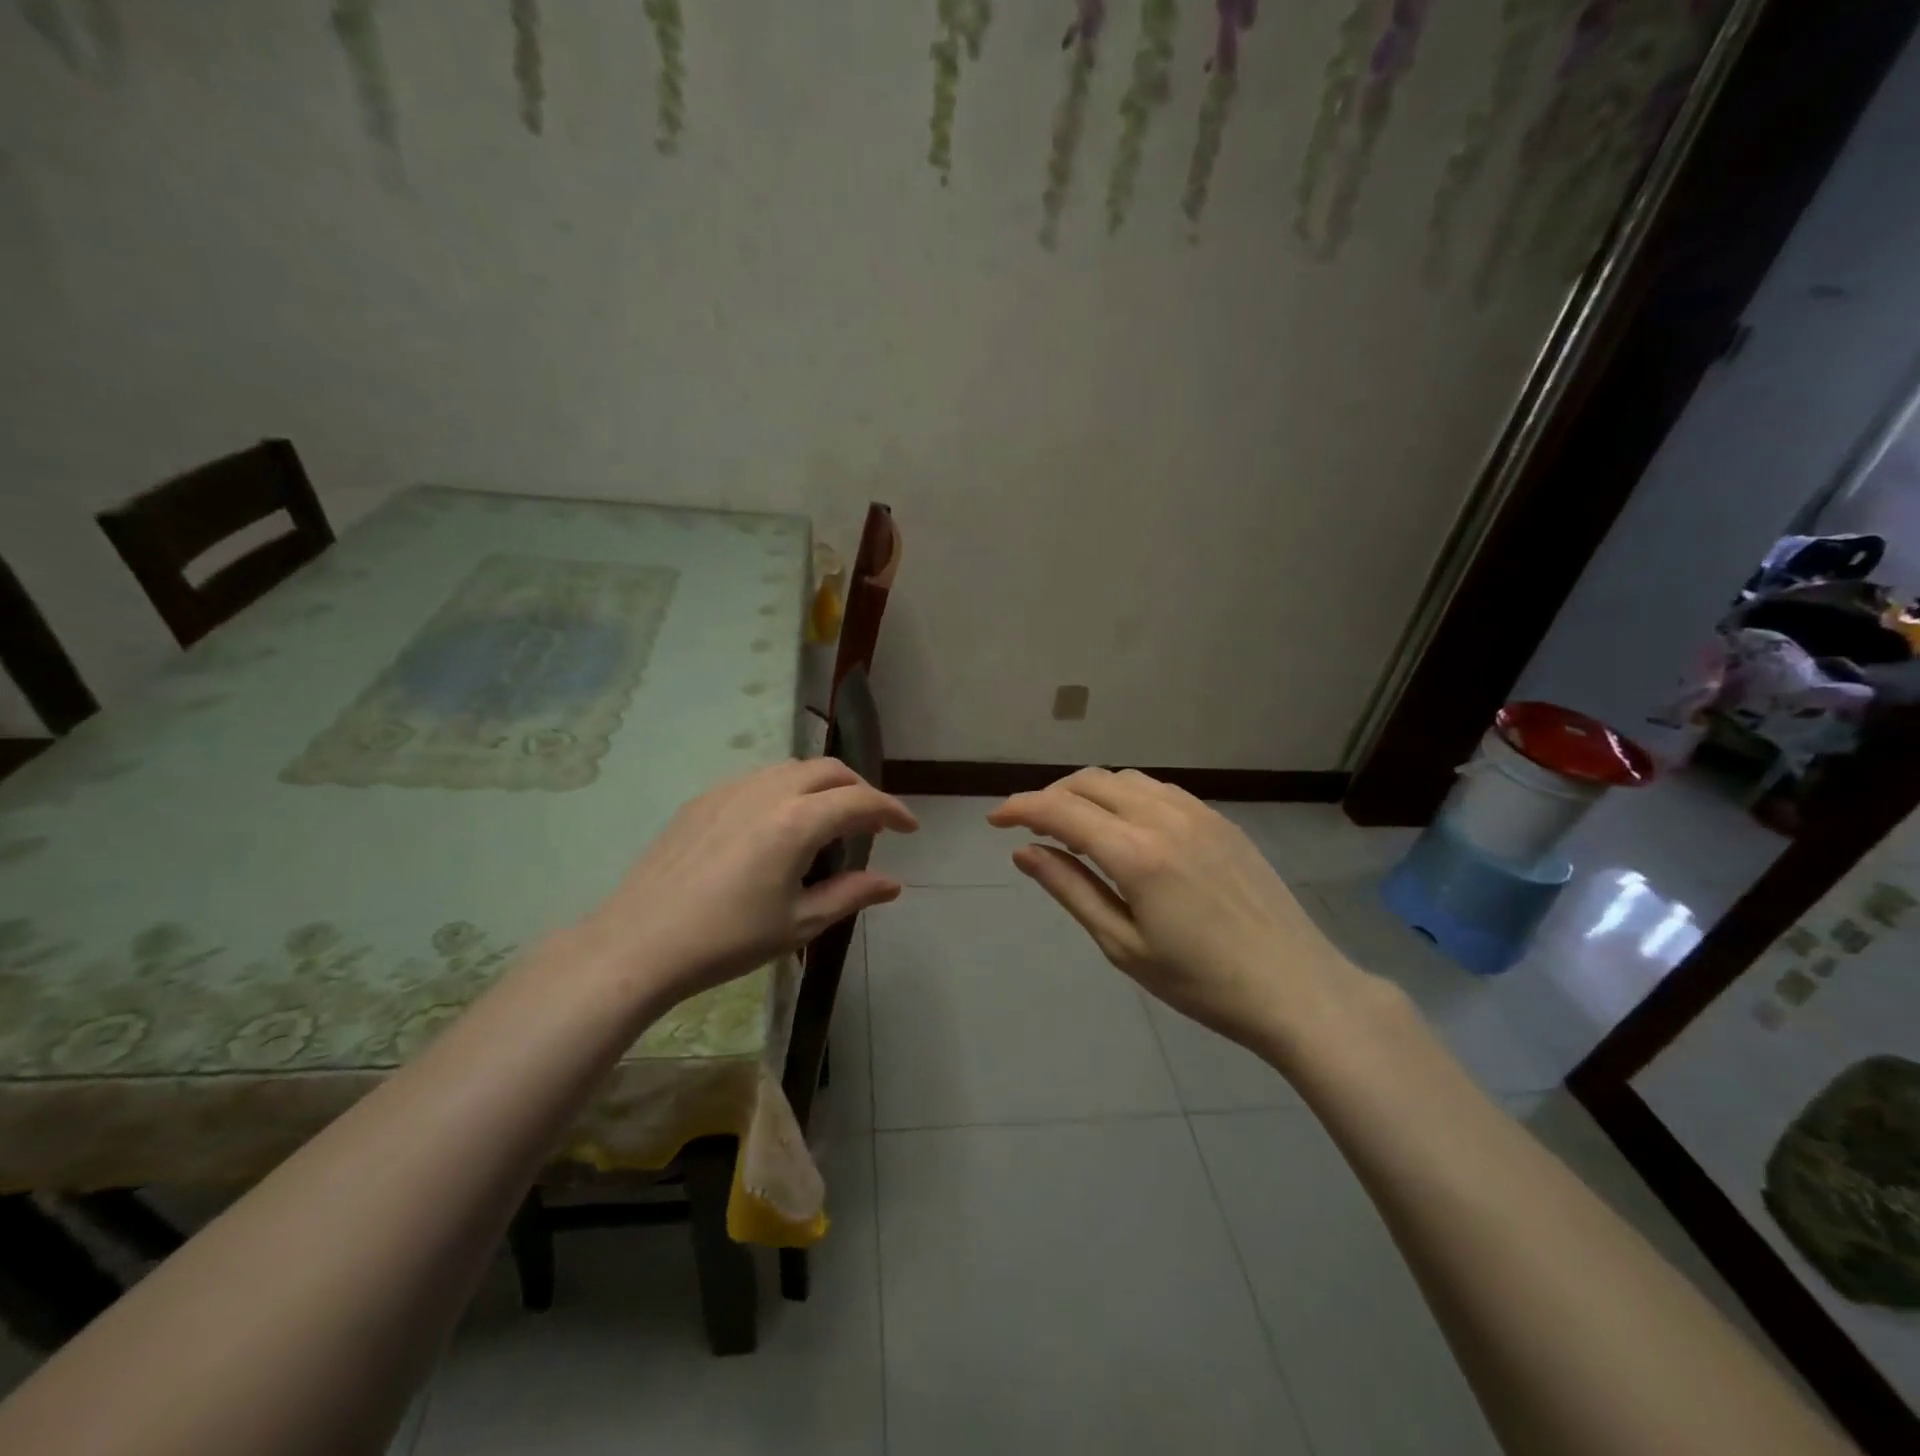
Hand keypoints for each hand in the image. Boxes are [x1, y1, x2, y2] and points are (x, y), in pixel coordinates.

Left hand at [586, 758, 916, 1004]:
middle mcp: (768, 792)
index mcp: (797, 822)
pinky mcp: (703, 800)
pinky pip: (758, 780)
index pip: (860, 801)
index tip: (909, 828)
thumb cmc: (727, 940)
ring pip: (792, 769)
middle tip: (873, 822)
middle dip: (860, 789)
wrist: (639, 943)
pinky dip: (786, 790)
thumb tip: (892, 883)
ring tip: (830, 820)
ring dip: (822, 785)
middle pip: (829, 771)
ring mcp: (730, 790)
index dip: (891, 811)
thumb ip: (850, 895)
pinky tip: (779, 824)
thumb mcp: (799, 924)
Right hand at [987, 768, 1371, 1053]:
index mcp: (1135, 852)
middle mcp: (1163, 816)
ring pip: (1124, 779)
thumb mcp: (1123, 945)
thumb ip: (1070, 890)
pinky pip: (1158, 789)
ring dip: (1088, 791)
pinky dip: (1125, 795)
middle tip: (1029, 826)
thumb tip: (1024, 852)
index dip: (1020, 808)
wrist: (1296, 987)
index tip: (994, 820)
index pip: (1060, 810)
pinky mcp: (1220, 819)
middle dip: (1050, 795)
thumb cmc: (1201, 982)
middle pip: (1089, 782)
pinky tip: (1124, 826)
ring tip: (1073, 825)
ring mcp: (1197, 812)